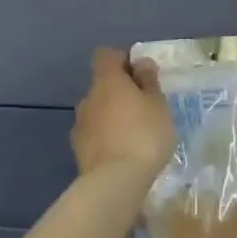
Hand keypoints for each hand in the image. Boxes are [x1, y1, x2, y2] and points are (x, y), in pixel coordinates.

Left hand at [71, 47, 175, 178]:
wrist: (115, 182)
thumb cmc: (144, 135)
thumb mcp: (158, 104)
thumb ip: (148, 81)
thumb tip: (140, 62)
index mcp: (106, 81)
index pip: (106, 55)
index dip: (122, 60)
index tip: (141, 75)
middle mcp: (88, 98)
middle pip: (102, 85)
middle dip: (120, 92)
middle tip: (144, 108)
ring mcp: (80, 125)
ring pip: (98, 111)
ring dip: (112, 116)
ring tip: (134, 135)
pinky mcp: (78, 150)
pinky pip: (95, 134)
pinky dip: (106, 137)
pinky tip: (123, 153)